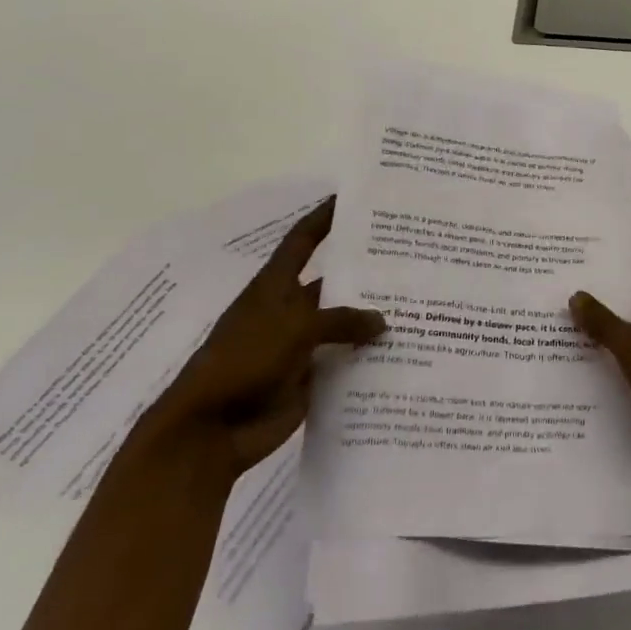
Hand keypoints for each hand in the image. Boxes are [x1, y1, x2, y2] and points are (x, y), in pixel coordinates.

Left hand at [138, 196, 383, 482]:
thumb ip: (340, 320)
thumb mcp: (293, 329)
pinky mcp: (309, 378)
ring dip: (372, 320)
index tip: (352, 199)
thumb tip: (381, 320)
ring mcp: (299, 346)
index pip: (302, 241)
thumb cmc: (243, 362)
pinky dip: (368, 358)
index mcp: (274, 287)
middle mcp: (289, 311)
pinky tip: (404, 350)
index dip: (324, 218)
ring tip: (420, 305)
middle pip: (332, 284)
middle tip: (411, 259)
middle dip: (365, 274)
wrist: (210, 430)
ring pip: (343, 325)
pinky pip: (344, 362)